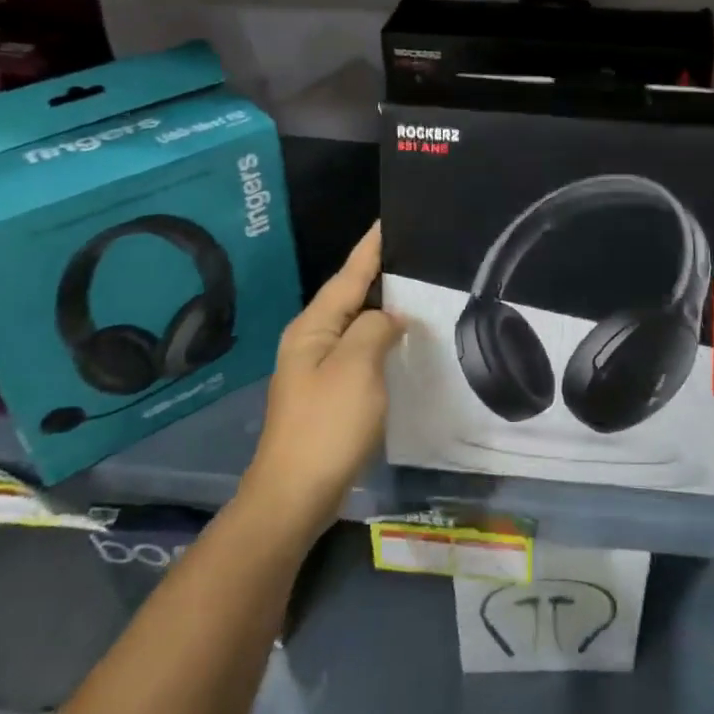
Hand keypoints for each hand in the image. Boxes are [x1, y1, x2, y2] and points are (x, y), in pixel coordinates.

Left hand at [241, 224, 399, 536]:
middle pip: (351, 294)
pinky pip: (360, 350)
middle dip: (381, 272)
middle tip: (418, 251)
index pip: (350, 273)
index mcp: (314, 326)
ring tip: (418, 287)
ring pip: (357, 323)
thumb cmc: (327, 424)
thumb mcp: (357, 366)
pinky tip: (402, 339)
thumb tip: (390, 318)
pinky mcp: (329, 393)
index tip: (390, 218)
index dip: (372, 246)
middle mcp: (312, 339)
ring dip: (384, 306)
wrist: (295, 495)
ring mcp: (318, 367)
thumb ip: (376, 328)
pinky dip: (381, 337)